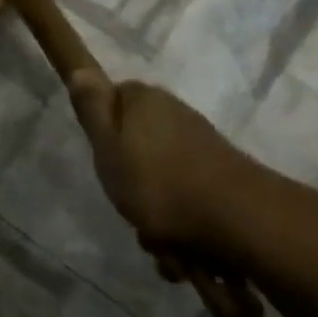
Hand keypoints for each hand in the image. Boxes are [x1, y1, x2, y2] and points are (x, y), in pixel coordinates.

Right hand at [66, 72, 255, 254]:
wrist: (237, 219)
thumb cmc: (159, 183)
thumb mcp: (108, 147)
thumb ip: (92, 109)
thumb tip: (80, 64)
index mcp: (145, 100)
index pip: (113, 99)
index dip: (103, 129)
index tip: (102, 157)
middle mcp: (174, 114)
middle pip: (137, 146)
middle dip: (130, 185)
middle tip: (128, 206)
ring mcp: (200, 146)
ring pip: (161, 181)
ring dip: (155, 218)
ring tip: (159, 241)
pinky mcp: (219, 176)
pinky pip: (186, 202)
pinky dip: (180, 229)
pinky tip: (182, 252)